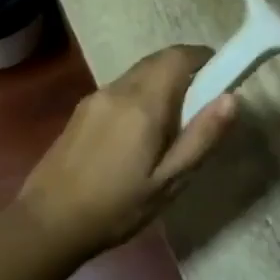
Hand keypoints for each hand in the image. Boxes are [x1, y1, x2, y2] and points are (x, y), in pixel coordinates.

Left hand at [17, 45, 235, 256]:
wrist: (47, 223)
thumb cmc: (117, 207)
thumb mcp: (169, 181)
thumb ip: (202, 137)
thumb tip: (232, 98)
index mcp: (144, 103)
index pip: (178, 56)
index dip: (203, 57)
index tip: (221, 75)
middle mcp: (118, 89)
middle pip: (158, 61)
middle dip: (184, 70)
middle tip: (201, 104)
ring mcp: (95, 97)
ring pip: (137, 74)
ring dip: (161, 83)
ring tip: (172, 124)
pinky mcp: (81, 110)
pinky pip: (120, 89)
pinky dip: (140, 95)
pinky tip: (139, 134)